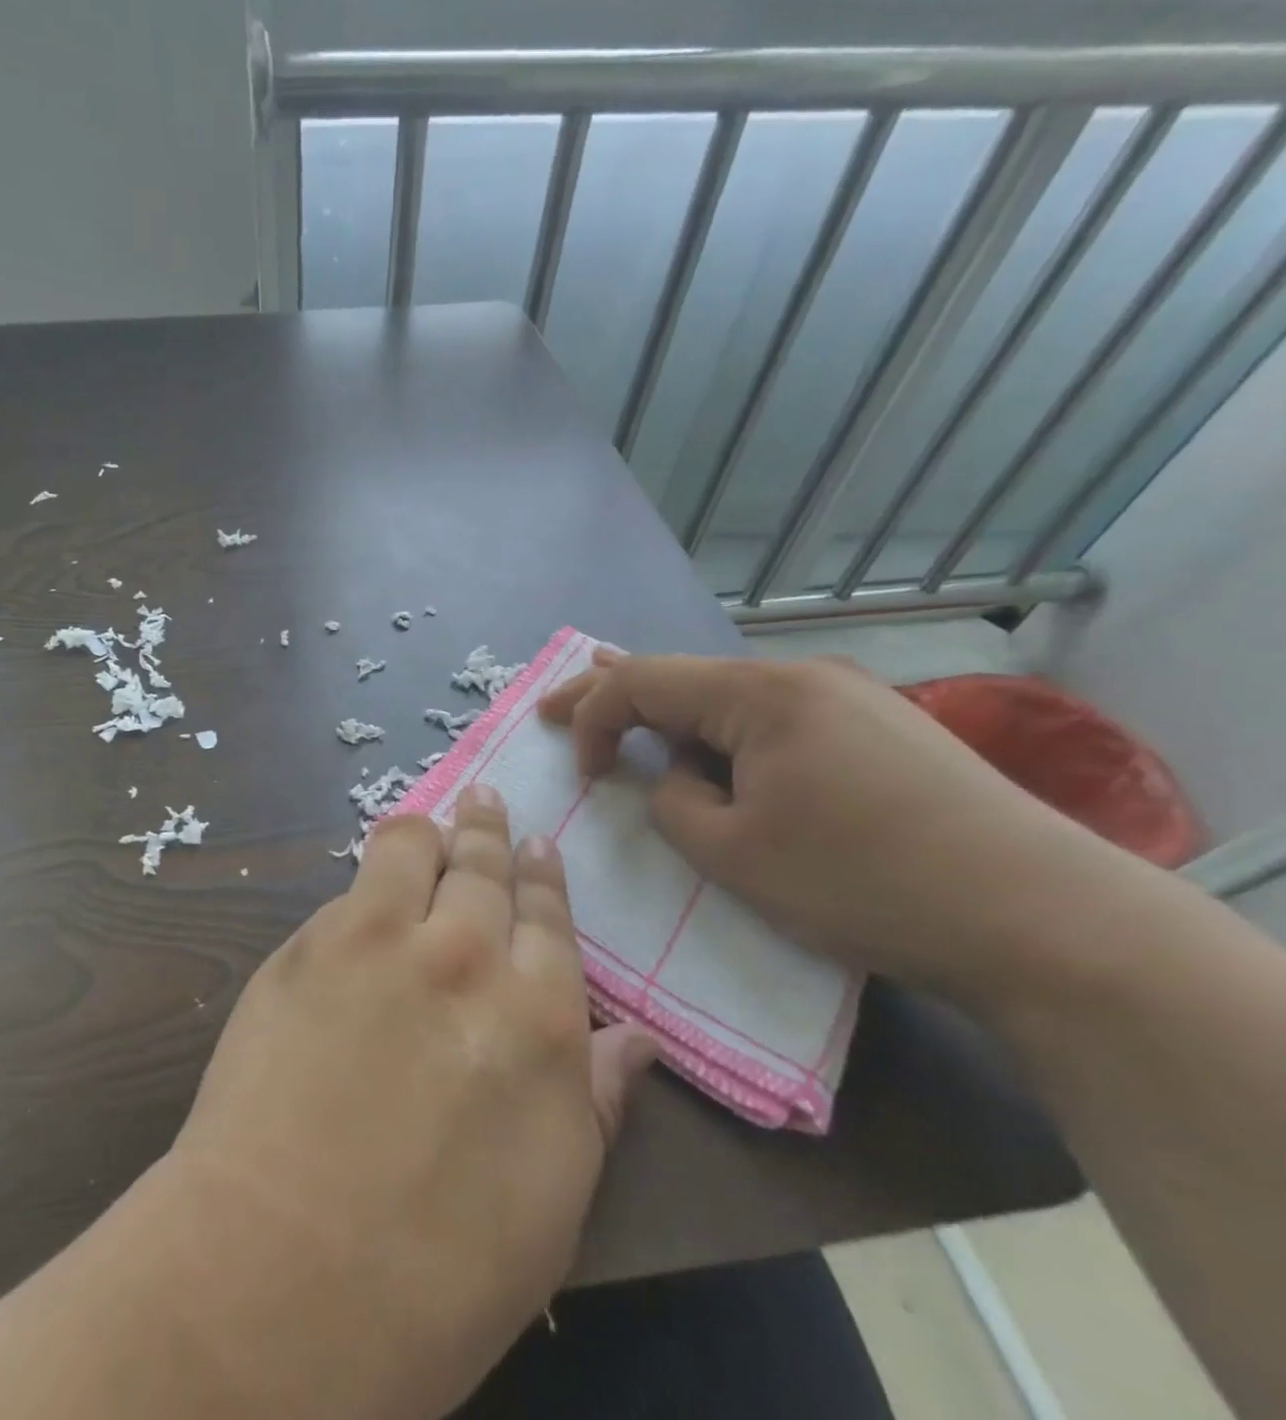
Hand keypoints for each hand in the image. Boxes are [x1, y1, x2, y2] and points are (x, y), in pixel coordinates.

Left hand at [166, 785, 657, 1419]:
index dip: (542, 877)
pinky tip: (368, 882)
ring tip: (430, 823)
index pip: (549, 919)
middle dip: (487, 831)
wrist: (282, 1271)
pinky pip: (351, 885)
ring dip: (427, 830)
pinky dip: (369, 875)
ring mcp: (382, 939)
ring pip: (412, 846)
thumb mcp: (552, 1202)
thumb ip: (593, 1099)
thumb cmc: (437, 1271)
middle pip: (483, 867)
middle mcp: (467, 955)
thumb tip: (636, 1038)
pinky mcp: (310, 943)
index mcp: (542, 1017)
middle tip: (486, 802)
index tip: (538, 847)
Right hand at [538, 651, 1131, 1004]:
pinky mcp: (879, 729)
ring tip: (633, 724)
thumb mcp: (733, 853)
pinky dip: (726, 734)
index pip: (641, 681)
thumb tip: (675, 780)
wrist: (1041, 919)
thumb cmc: (862, 881)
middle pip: (682, 676)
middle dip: (612, 693)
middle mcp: (801, 676)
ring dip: (675, 718)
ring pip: (729, 698)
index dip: (590, 717)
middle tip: (553, 706)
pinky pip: (774, 719)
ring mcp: (848, 698)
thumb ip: (673, 803)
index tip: (580, 773)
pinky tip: (719, 752)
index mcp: (759, 694)